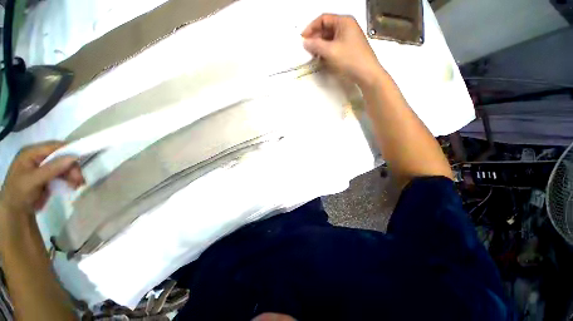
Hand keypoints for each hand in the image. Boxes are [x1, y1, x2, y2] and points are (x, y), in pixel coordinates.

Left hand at [0, 142, 83, 216]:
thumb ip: (51, 169)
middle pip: (62, 157)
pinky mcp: (50, 175)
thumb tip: (74, 157)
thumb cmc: (20, 193)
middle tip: (79, 180)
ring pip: (65, 166)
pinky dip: (71, 179)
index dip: (69, 150)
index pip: (54, 146)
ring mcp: (44, 166)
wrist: (16, 211)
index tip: (83, 159)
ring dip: (73, 175)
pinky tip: (74, 186)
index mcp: (31, 153)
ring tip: (77, 185)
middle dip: (72, 168)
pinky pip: (64, 174)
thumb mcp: (33, 181)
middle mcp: (39, 156)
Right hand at [301, 14, 384, 87]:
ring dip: (320, 46)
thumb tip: (305, 42)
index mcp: (344, 22)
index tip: (302, 39)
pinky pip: (335, 46)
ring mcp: (349, 38)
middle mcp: (347, 27)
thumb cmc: (350, 60)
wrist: (367, 74)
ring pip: (330, 39)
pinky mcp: (349, 48)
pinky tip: (322, 59)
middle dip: (315, 38)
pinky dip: (327, 51)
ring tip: (313, 56)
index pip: (323, 19)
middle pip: (326, 29)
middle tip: (307, 49)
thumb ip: (316, 45)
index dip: (311, 28)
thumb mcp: (330, 51)